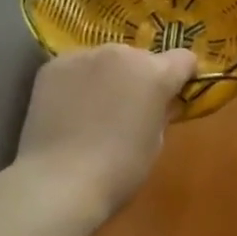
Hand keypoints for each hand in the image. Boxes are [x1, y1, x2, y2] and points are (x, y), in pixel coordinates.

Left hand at [13, 43, 196, 223]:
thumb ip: (161, 112)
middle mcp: (121, 54)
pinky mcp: (53, 66)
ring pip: (106, 59)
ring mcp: (83, 56)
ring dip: (108, 76)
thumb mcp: (155, 142)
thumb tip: (159, 103)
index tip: (174, 94)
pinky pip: (76, 67)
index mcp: (155, 73)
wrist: (60, 181)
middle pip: (141, 57)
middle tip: (130, 107)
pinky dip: (78, 82)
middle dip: (140, 76)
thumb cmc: (120, 169)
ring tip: (95, 108)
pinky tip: (69, 109)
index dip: (182, 76)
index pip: (183, 58)